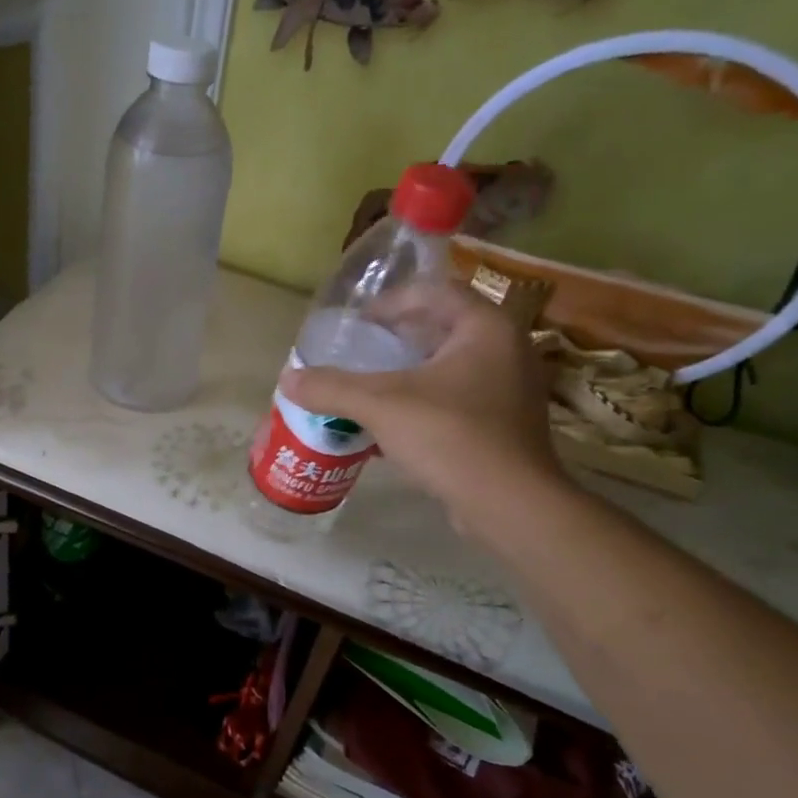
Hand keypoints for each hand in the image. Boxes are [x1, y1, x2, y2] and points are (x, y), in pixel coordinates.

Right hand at [280, 281, 569, 534]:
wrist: (510, 505)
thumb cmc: (450, 436)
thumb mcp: (381, 405)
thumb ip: (331, 387)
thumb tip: (287, 379)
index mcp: (485, 328)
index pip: (434, 291)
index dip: (391, 301)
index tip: (358, 323)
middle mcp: (506, 349)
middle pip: (442, 327)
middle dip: (396, 337)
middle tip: (359, 351)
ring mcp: (510, 388)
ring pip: (449, 365)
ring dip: (408, 371)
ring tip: (369, 385)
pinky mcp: (504, 423)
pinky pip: (456, 397)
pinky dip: (423, 400)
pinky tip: (391, 423)